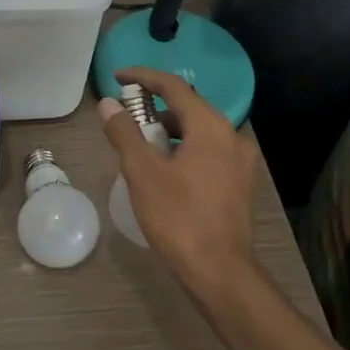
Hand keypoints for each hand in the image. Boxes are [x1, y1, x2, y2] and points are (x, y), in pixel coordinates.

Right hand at [99, 66, 260, 298]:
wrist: (220, 273)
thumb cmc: (179, 218)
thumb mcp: (143, 173)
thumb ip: (125, 133)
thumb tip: (108, 105)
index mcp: (211, 127)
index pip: (174, 87)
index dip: (143, 77)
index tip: (117, 77)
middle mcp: (232, 136)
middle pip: (189, 107)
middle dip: (155, 105)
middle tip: (125, 113)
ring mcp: (241, 161)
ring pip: (200, 130)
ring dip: (169, 128)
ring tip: (140, 142)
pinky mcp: (240, 183)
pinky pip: (208, 150)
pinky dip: (184, 147)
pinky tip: (164, 167)